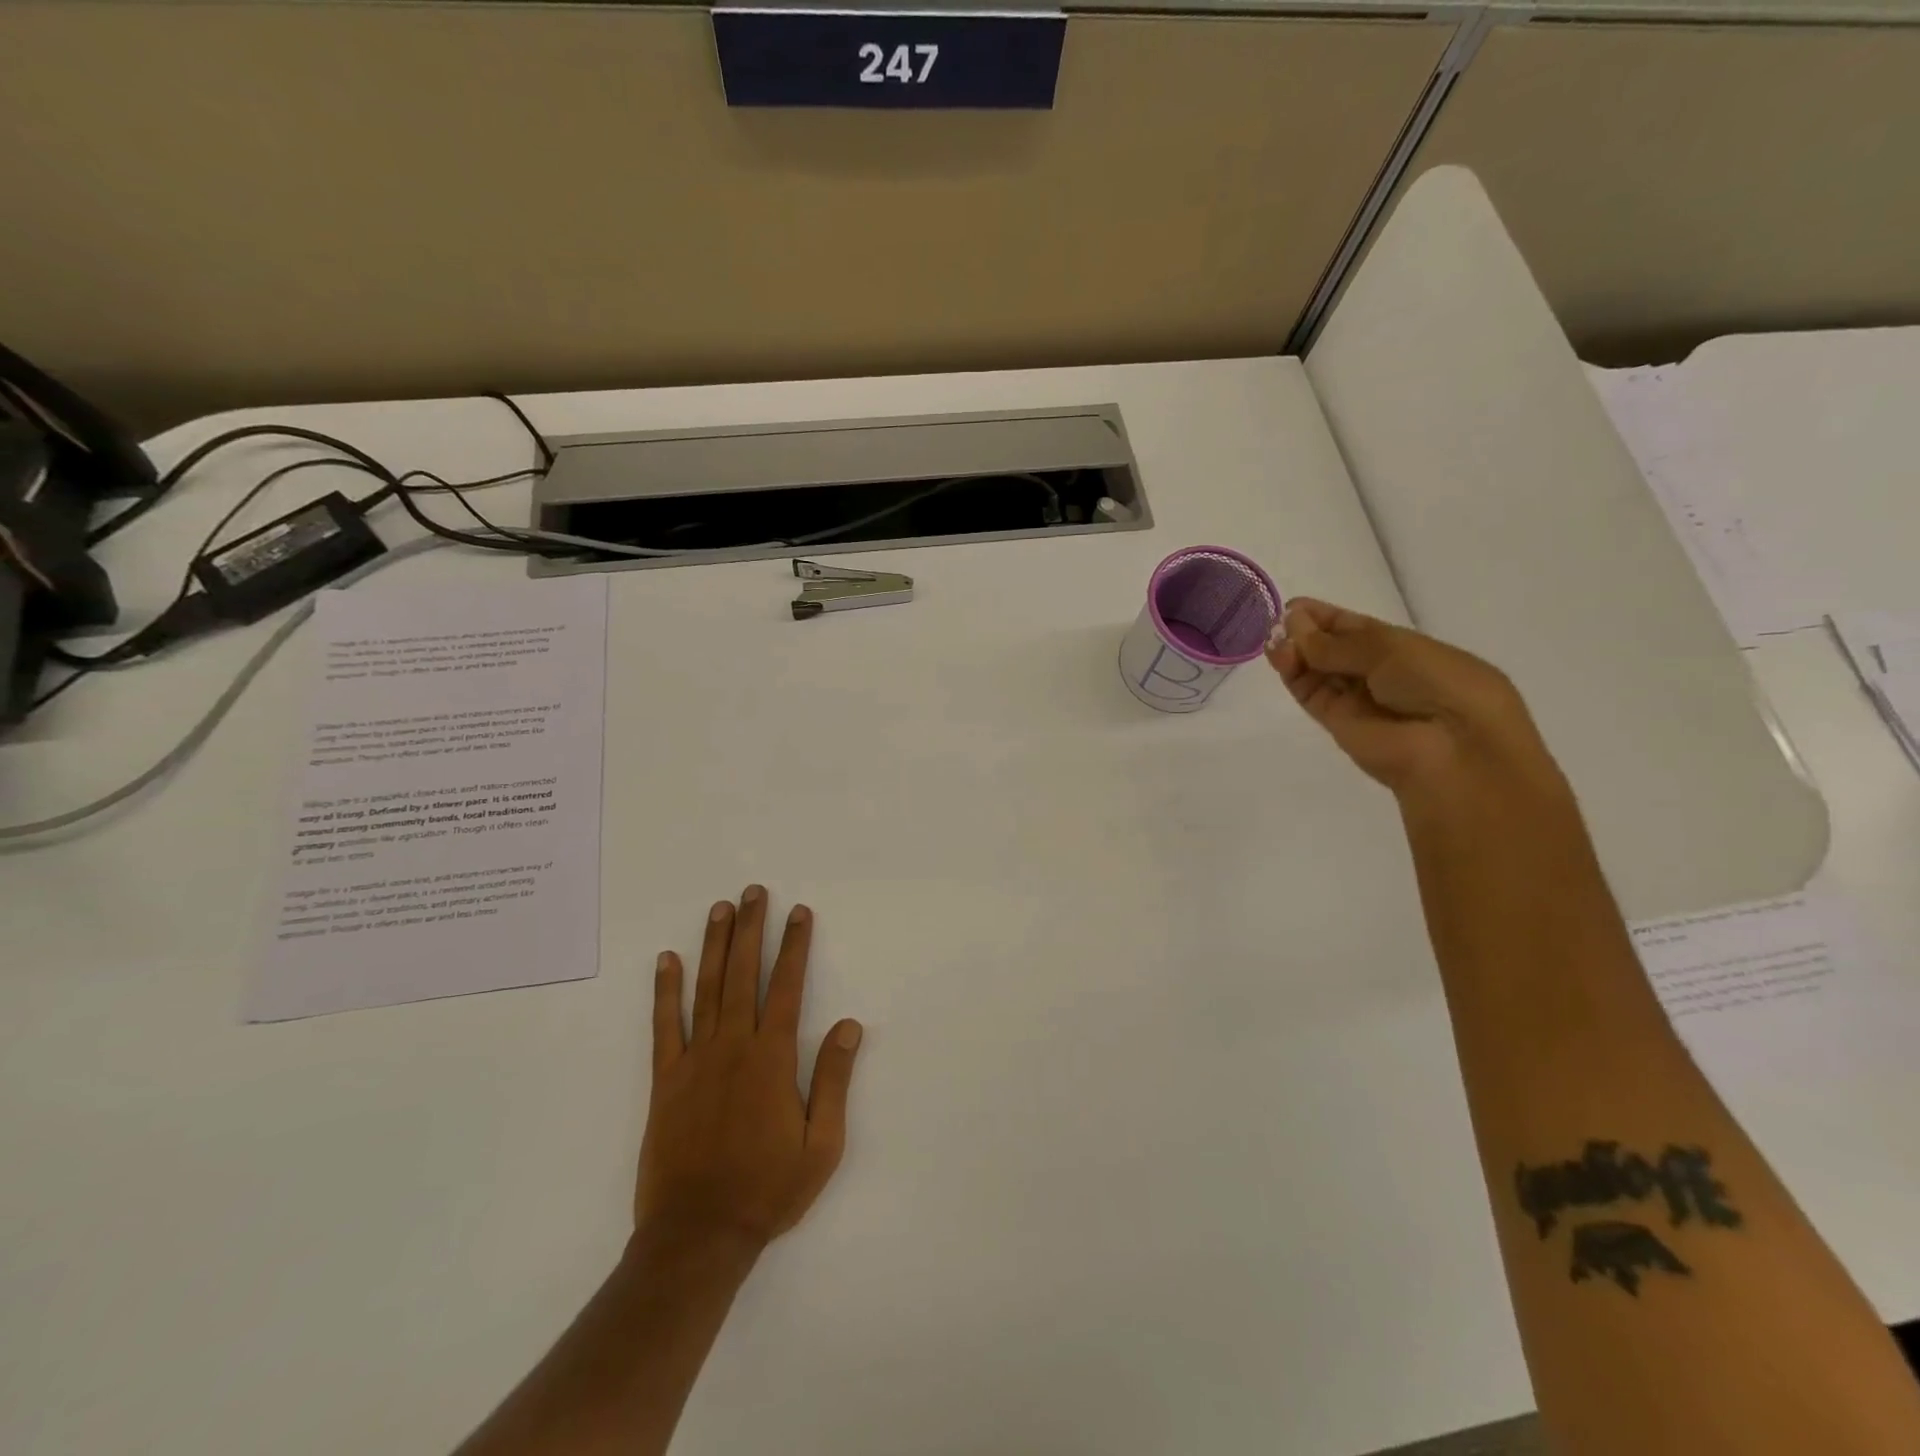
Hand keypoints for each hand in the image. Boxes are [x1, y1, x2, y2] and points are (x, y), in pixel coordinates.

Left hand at [638, 886, 862, 1250]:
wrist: (698, 1235)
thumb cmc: (768, 1190)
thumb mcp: (822, 1144)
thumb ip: (833, 1080)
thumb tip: (849, 1025)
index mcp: (772, 1059)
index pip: (787, 987)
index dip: (795, 947)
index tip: (799, 912)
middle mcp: (733, 1047)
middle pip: (744, 974)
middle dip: (751, 929)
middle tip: (754, 892)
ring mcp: (695, 1060)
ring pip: (707, 989)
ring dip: (714, 945)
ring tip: (720, 909)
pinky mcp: (665, 1080)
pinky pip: (664, 1026)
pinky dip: (665, 991)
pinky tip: (667, 961)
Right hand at [1265, 598, 1557, 801]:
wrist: (1451, 746)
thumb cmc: (1436, 682)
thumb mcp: (1388, 648)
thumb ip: (1335, 642)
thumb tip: (1293, 625)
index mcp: (1403, 648)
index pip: (1354, 628)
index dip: (1325, 617)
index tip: (1293, 606)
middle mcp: (1377, 673)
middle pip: (1332, 649)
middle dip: (1305, 633)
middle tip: (1277, 622)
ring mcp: (1356, 699)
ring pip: (1317, 671)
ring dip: (1295, 652)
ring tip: (1274, 639)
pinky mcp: (1336, 723)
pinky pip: (1311, 693)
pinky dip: (1293, 674)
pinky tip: (1279, 655)